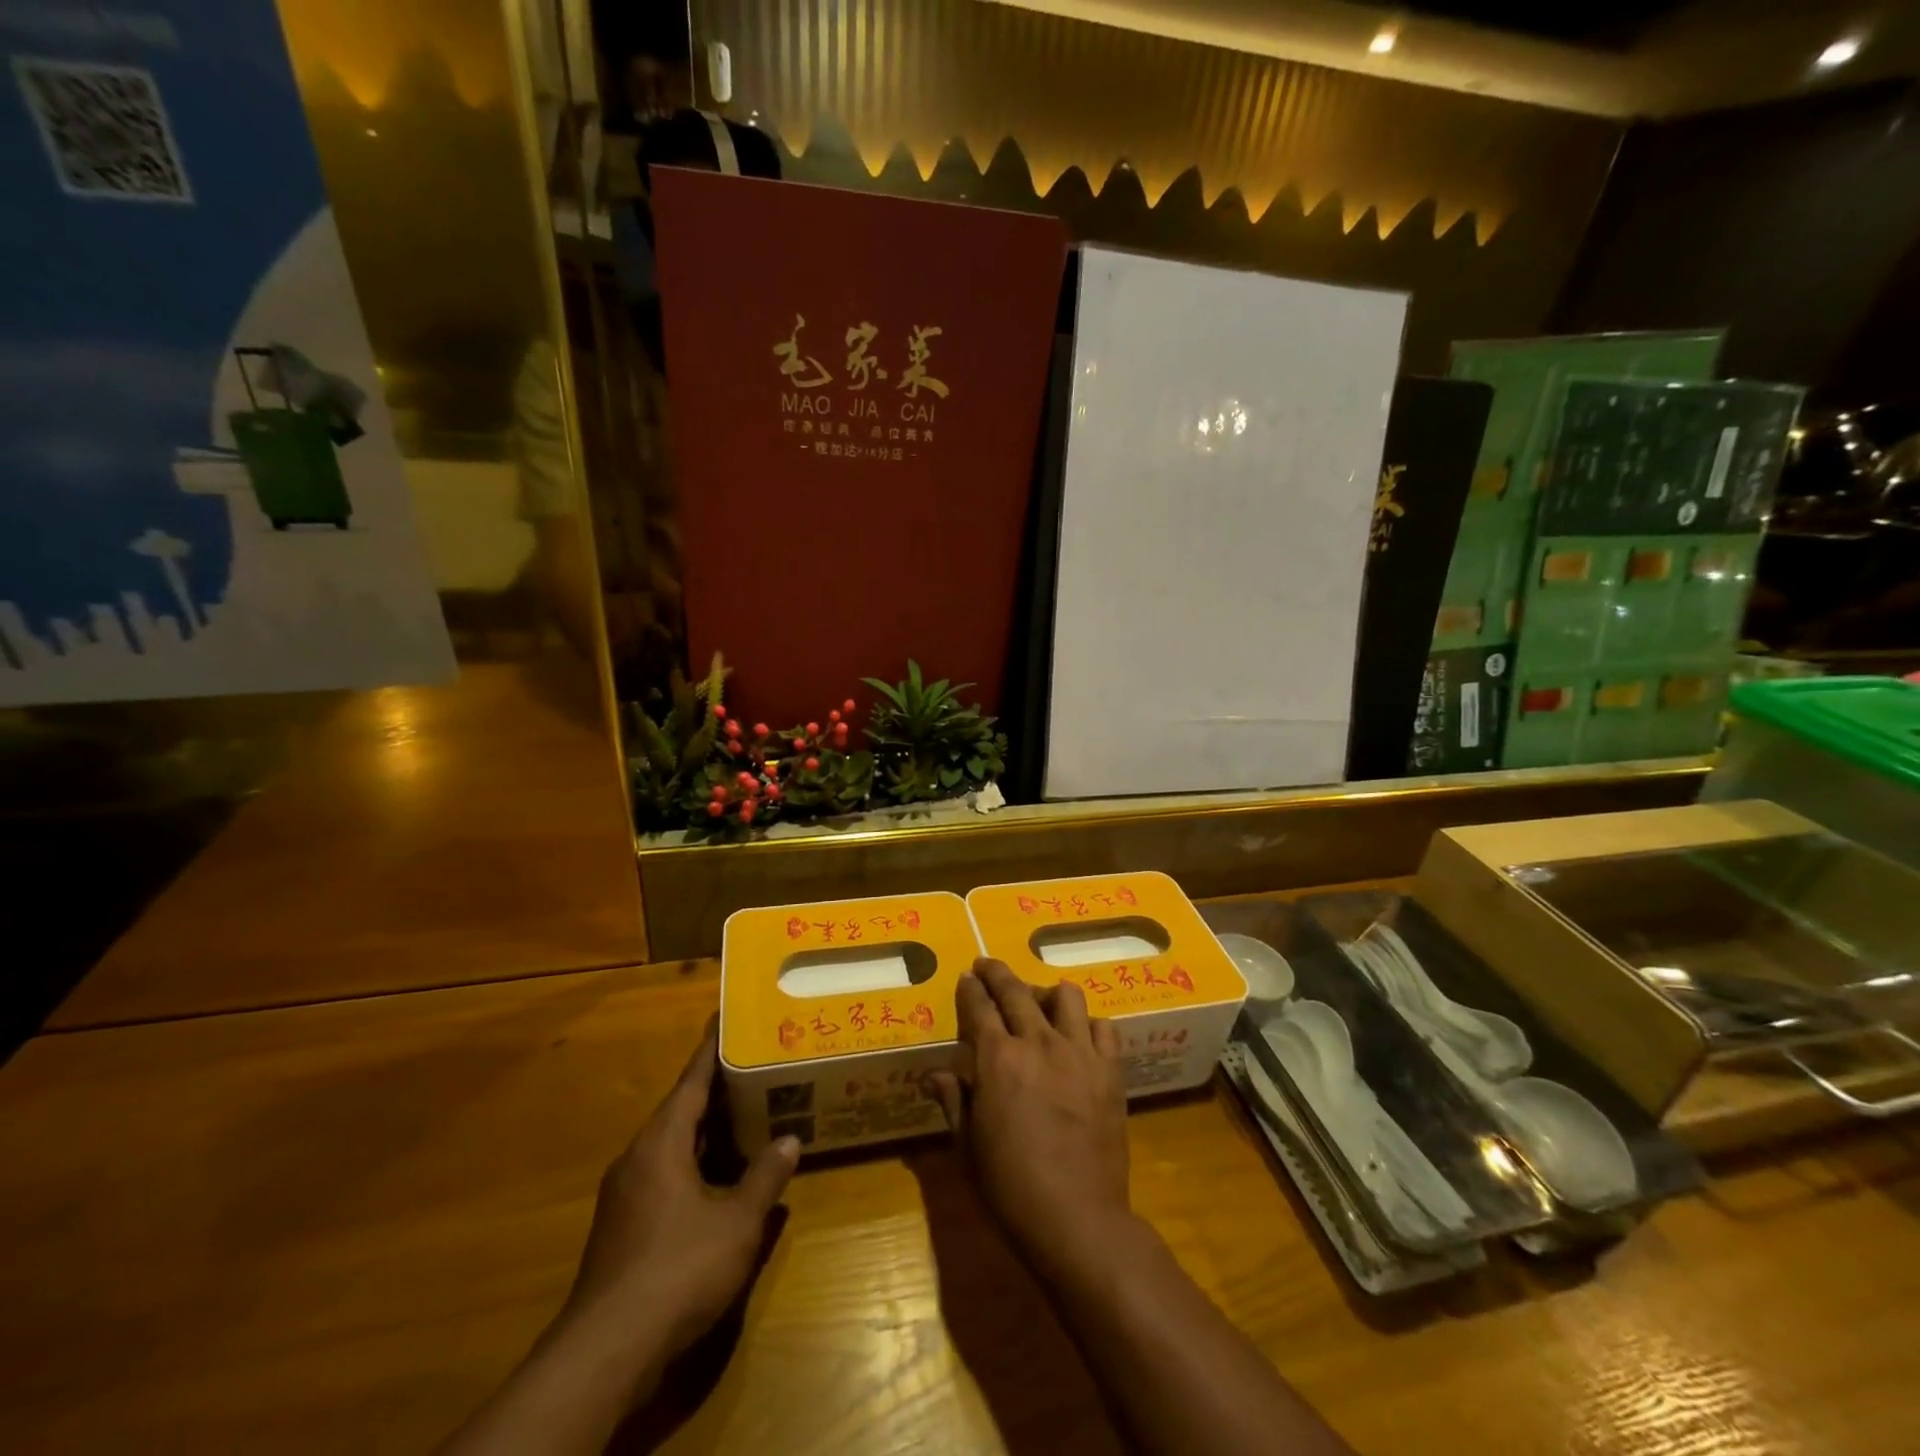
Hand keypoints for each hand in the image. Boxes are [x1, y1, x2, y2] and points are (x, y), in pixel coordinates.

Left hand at [566, 1020, 798, 1362]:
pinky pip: (665, 1174)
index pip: (691, 1081)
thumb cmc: (679, 1267)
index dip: (712, 1049)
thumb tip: (790, 1140)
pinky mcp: (624, 1226)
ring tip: (746, 1114)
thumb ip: (765, 1176)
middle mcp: (638, 1157)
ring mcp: (626, 1193)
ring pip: (673, 1145)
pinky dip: (695, 1163)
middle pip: (681, 1110)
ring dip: (707, 1131)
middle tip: (754, 1066)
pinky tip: (721, 1177)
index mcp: (661, 1142)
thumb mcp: (737, 1221)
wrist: (608, 1350)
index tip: (727, 1020)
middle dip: (717, 1090)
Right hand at [927, 959, 1131, 1274]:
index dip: (970, 989)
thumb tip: (935, 1075)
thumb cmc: (1011, 1189)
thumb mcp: (968, 1148)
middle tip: (987, 966)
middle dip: (997, 973)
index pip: (979, 1007)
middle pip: (1016, 990)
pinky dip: (1088, 1022)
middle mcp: (1037, 1043)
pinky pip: (1102, 1027)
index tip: (966, 978)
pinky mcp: (1110, 1070)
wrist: (1078, 1220)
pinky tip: (1079, 1034)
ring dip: (1046, 991)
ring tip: (1039, 999)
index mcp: (997, 1060)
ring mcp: (1078, 1053)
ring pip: (1065, 996)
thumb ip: (953, 1101)